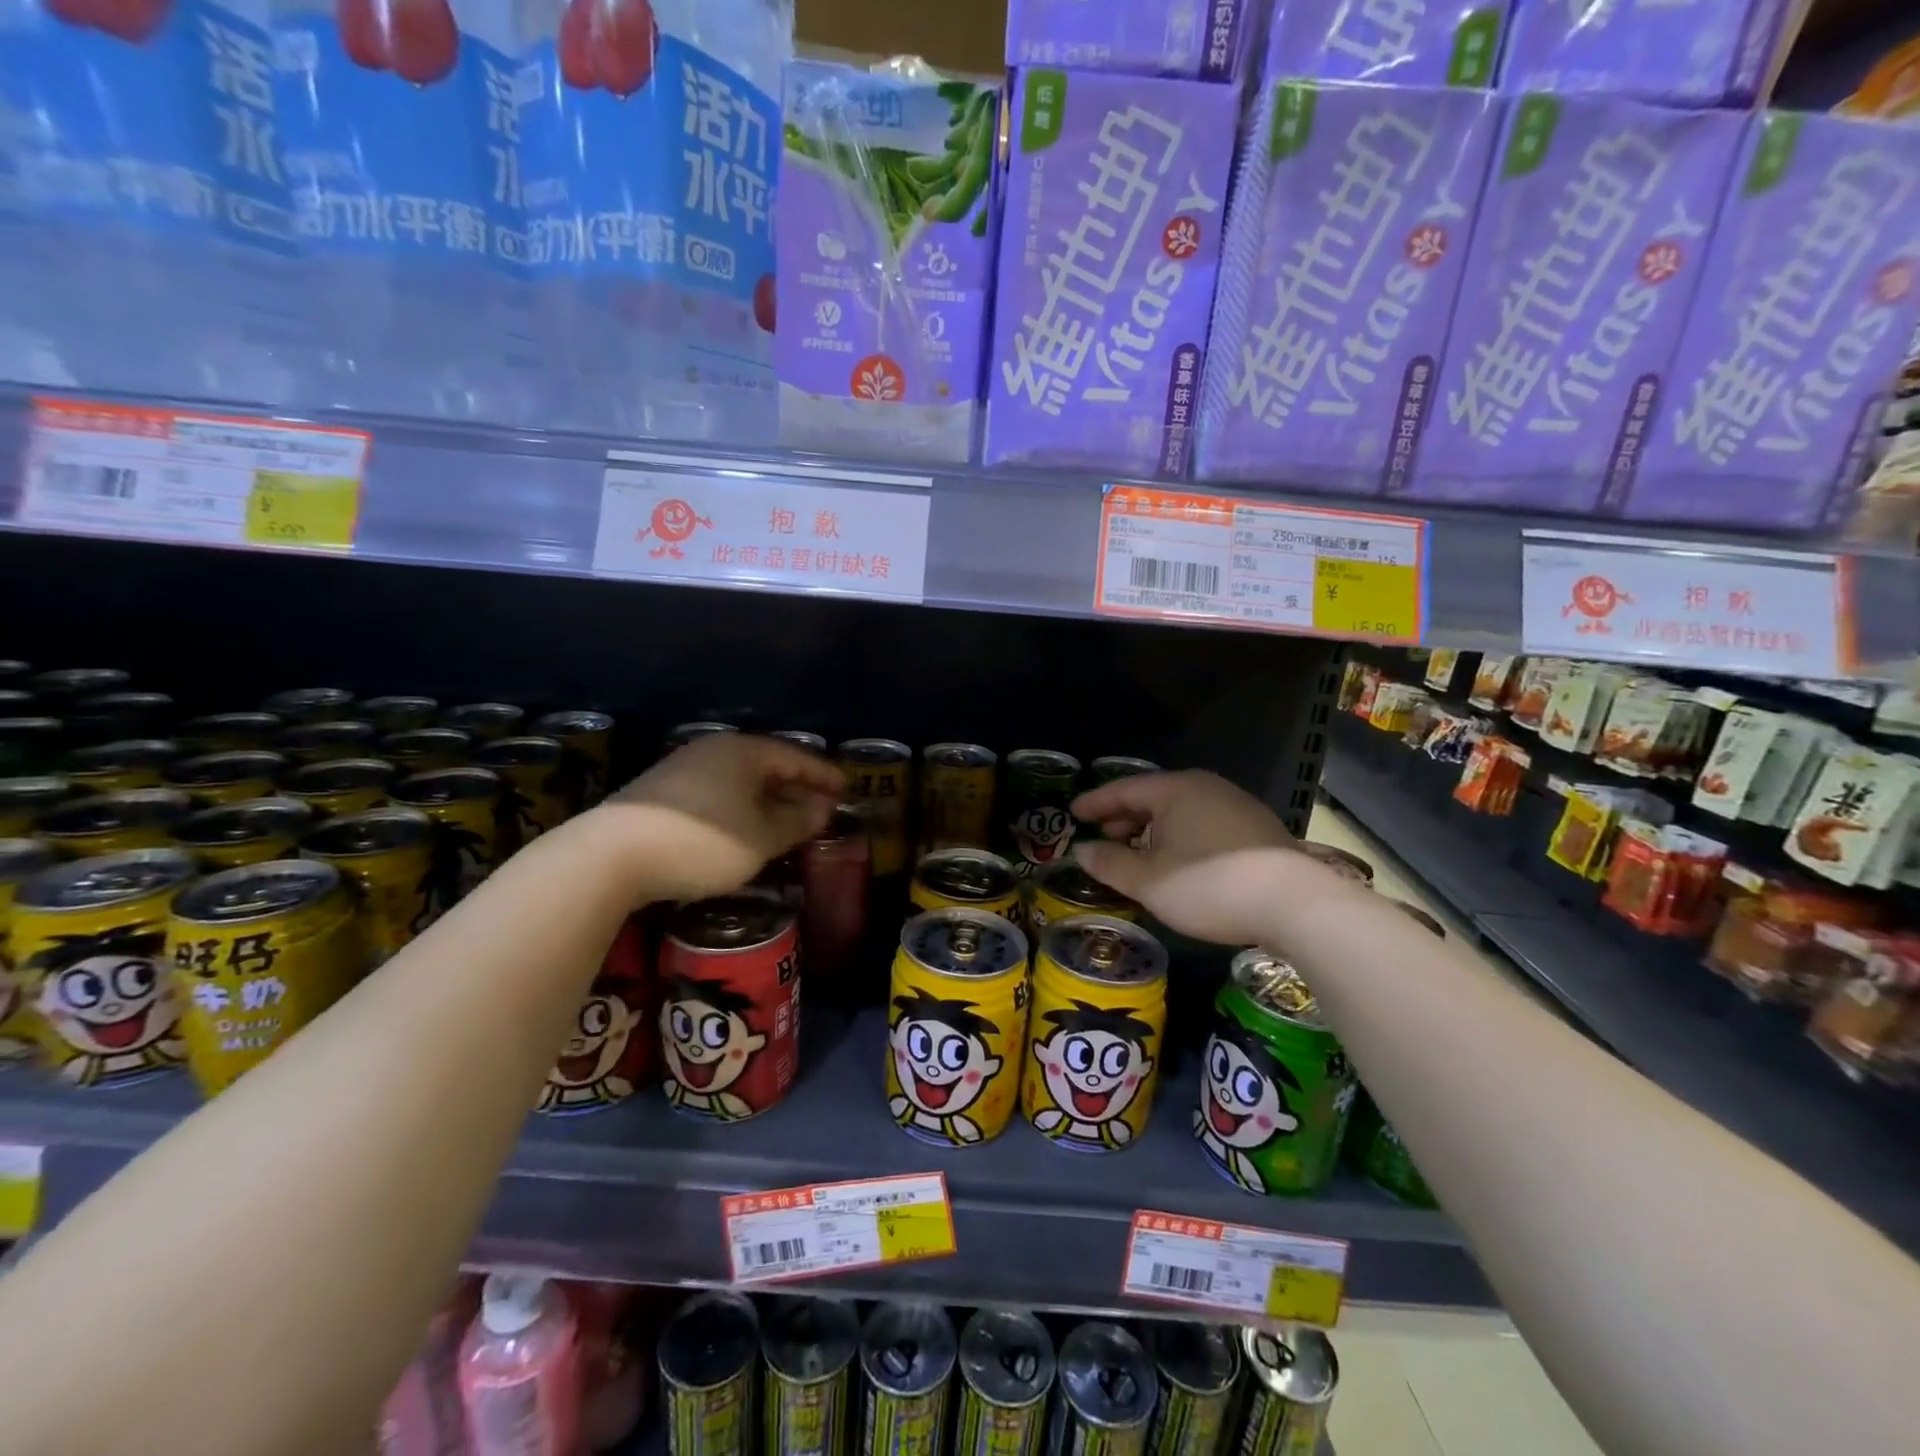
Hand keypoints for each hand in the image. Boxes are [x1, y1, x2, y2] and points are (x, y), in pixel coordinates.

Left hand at [597, 735, 842, 902]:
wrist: (610, 856)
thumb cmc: (702, 842)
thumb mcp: (761, 838)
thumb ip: (797, 821)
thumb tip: (823, 807)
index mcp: (744, 752)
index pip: (796, 757)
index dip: (824, 775)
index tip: (847, 788)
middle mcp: (716, 750)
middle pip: (768, 765)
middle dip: (797, 787)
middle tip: (822, 807)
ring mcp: (684, 768)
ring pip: (741, 780)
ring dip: (768, 799)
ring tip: (788, 821)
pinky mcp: (663, 791)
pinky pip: (719, 791)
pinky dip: (742, 806)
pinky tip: (745, 826)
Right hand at [1072, 771, 1314, 945]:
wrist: (1296, 904)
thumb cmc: (1209, 885)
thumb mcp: (1149, 881)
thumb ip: (1110, 864)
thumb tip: (1082, 851)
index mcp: (1176, 790)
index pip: (1124, 789)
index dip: (1095, 802)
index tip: (1073, 813)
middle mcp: (1206, 788)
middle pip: (1154, 797)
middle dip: (1124, 816)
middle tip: (1103, 835)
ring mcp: (1236, 806)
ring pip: (1180, 811)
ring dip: (1153, 830)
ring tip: (1137, 853)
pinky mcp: (1256, 829)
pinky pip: (1202, 824)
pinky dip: (1179, 837)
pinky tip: (1178, 862)